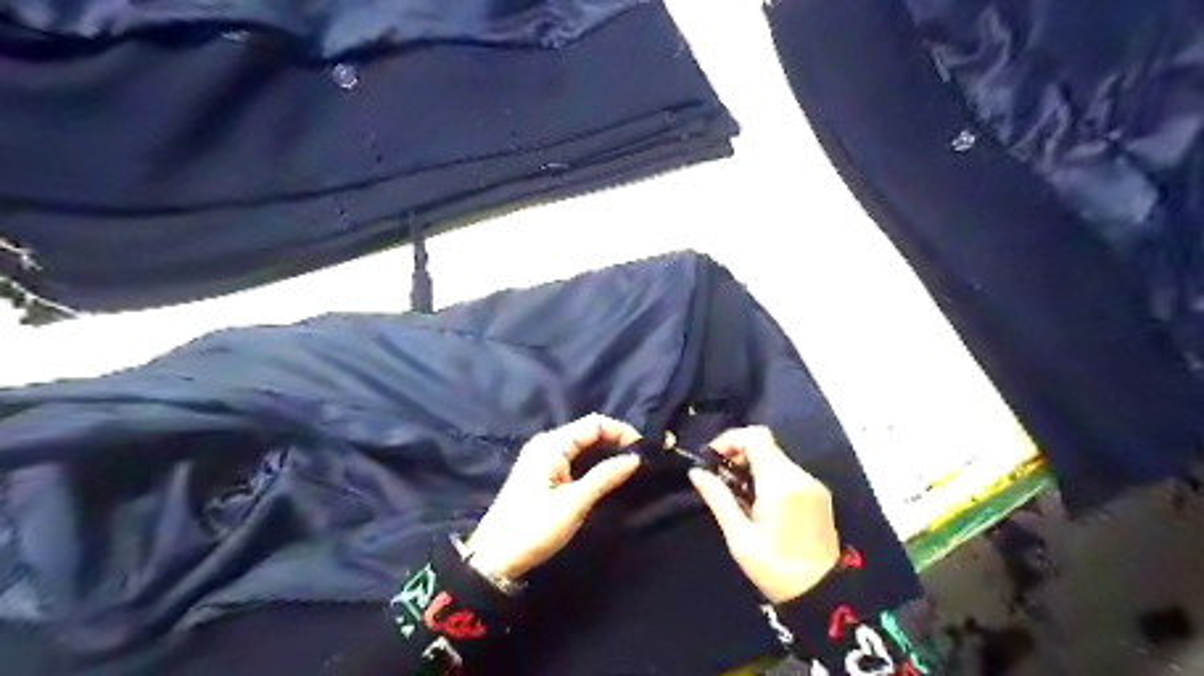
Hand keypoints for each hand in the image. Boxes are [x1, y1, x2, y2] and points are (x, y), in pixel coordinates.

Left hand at [464, 414, 643, 578]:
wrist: (494, 559)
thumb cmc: (534, 529)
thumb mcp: (574, 503)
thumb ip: (605, 477)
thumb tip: (635, 458)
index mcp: (552, 444)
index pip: (595, 423)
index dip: (622, 432)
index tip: (644, 451)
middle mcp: (547, 442)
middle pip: (589, 430)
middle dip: (616, 440)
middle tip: (641, 460)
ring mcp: (542, 456)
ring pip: (583, 444)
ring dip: (606, 451)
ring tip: (630, 467)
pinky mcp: (542, 471)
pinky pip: (574, 456)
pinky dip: (593, 461)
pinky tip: (607, 474)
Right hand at [687, 425, 839, 605]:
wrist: (825, 595)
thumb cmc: (777, 569)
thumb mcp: (740, 538)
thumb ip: (718, 498)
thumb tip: (696, 473)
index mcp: (780, 483)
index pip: (756, 436)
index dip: (730, 439)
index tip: (713, 460)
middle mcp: (799, 476)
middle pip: (765, 445)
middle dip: (738, 454)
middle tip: (720, 480)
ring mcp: (812, 484)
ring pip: (775, 457)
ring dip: (751, 466)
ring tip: (736, 494)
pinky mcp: (817, 494)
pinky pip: (786, 472)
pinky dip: (767, 476)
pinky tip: (757, 502)